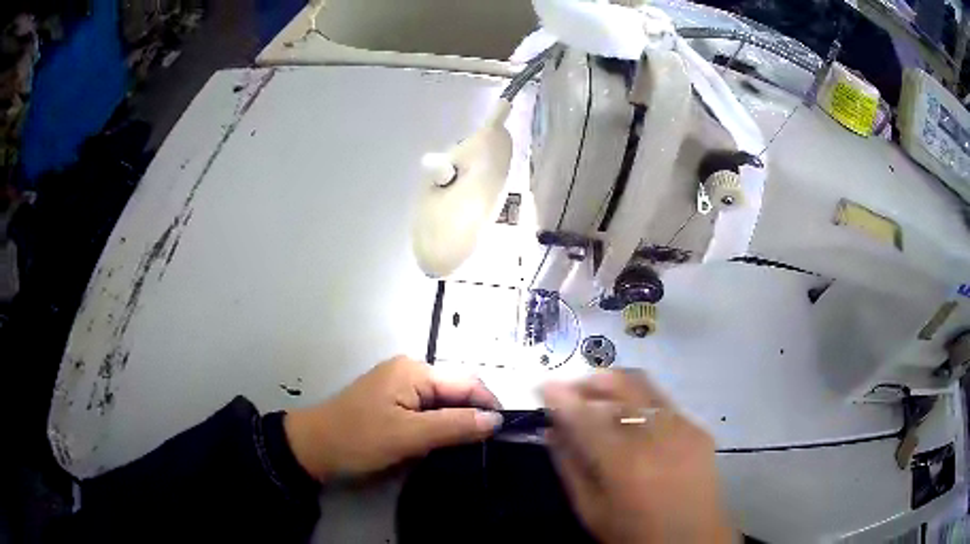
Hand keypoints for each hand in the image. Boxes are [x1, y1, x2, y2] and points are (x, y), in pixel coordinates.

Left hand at [284, 356, 502, 481]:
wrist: (314, 447)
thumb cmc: (359, 439)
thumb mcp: (409, 435)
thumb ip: (454, 425)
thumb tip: (496, 420)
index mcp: (414, 370)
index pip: (466, 382)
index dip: (488, 405)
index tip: (503, 433)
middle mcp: (409, 370)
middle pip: (455, 390)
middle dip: (471, 415)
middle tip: (486, 446)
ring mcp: (399, 385)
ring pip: (442, 402)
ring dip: (455, 423)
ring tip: (468, 447)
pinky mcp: (393, 401)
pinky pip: (427, 410)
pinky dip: (438, 425)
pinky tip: (443, 443)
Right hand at [542, 370, 734, 543]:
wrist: (692, 540)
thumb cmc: (633, 533)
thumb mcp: (591, 509)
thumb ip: (570, 466)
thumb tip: (553, 430)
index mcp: (624, 462)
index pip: (585, 415)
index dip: (561, 396)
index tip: (544, 385)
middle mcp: (657, 435)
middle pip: (621, 384)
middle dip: (590, 379)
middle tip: (572, 389)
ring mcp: (683, 427)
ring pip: (645, 385)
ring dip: (615, 385)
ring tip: (598, 398)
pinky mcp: (699, 428)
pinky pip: (663, 403)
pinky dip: (640, 403)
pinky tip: (633, 422)